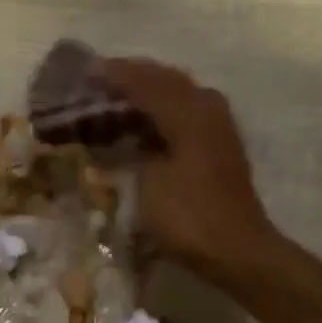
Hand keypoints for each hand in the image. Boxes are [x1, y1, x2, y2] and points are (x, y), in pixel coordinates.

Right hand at [98, 58, 275, 274]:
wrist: (236, 250)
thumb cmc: (187, 216)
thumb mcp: (147, 182)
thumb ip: (132, 149)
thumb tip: (121, 136)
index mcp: (188, 111)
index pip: (145, 81)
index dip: (114, 75)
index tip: (86, 72)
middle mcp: (207, 108)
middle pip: (167, 80)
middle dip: (134, 77)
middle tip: (101, 80)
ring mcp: (219, 126)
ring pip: (180, 94)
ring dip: (150, 92)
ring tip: (120, 97)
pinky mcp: (221, 146)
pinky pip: (188, 112)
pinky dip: (164, 111)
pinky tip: (146, 123)